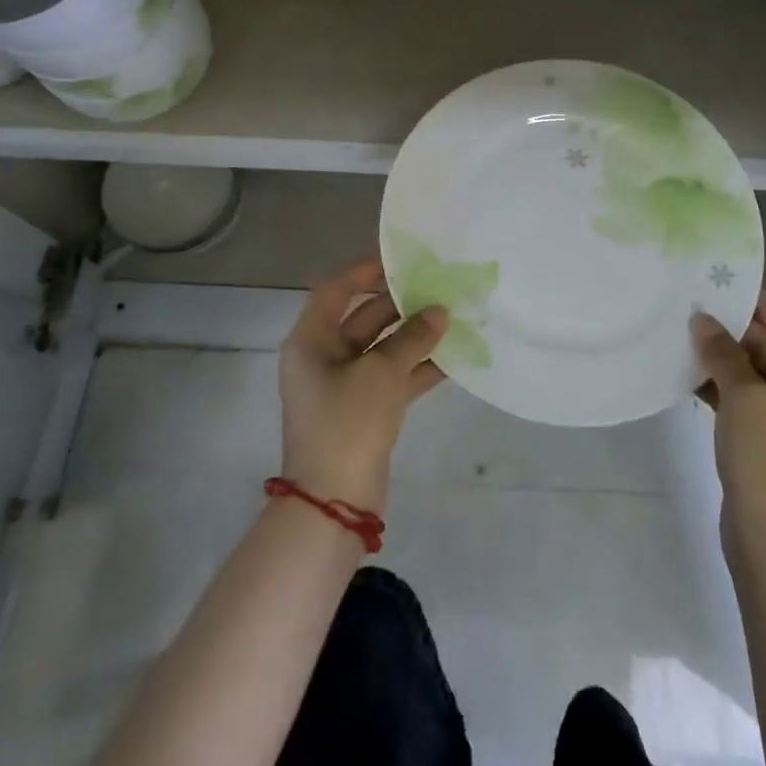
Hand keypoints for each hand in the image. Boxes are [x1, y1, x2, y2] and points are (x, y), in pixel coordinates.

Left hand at [277, 257, 447, 517]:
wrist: (334, 503)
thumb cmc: (346, 423)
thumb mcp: (381, 374)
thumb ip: (412, 338)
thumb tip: (440, 313)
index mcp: (311, 341)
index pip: (335, 290)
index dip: (365, 271)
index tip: (402, 262)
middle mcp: (324, 358)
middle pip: (364, 318)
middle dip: (401, 304)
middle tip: (440, 288)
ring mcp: (346, 386)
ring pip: (384, 348)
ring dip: (415, 335)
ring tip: (454, 317)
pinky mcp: (366, 409)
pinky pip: (394, 376)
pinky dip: (419, 367)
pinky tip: (454, 357)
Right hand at [693, 291, 765, 556]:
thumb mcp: (745, 398)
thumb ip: (723, 352)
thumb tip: (702, 318)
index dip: (763, 305)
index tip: (728, 282)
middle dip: (736, 329)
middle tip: (696, 304)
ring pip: (754, 373)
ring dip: (723, 356)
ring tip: (685, 332)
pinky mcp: (765, 440)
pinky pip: (743, 398)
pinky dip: (719, 384)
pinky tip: (687, 371)